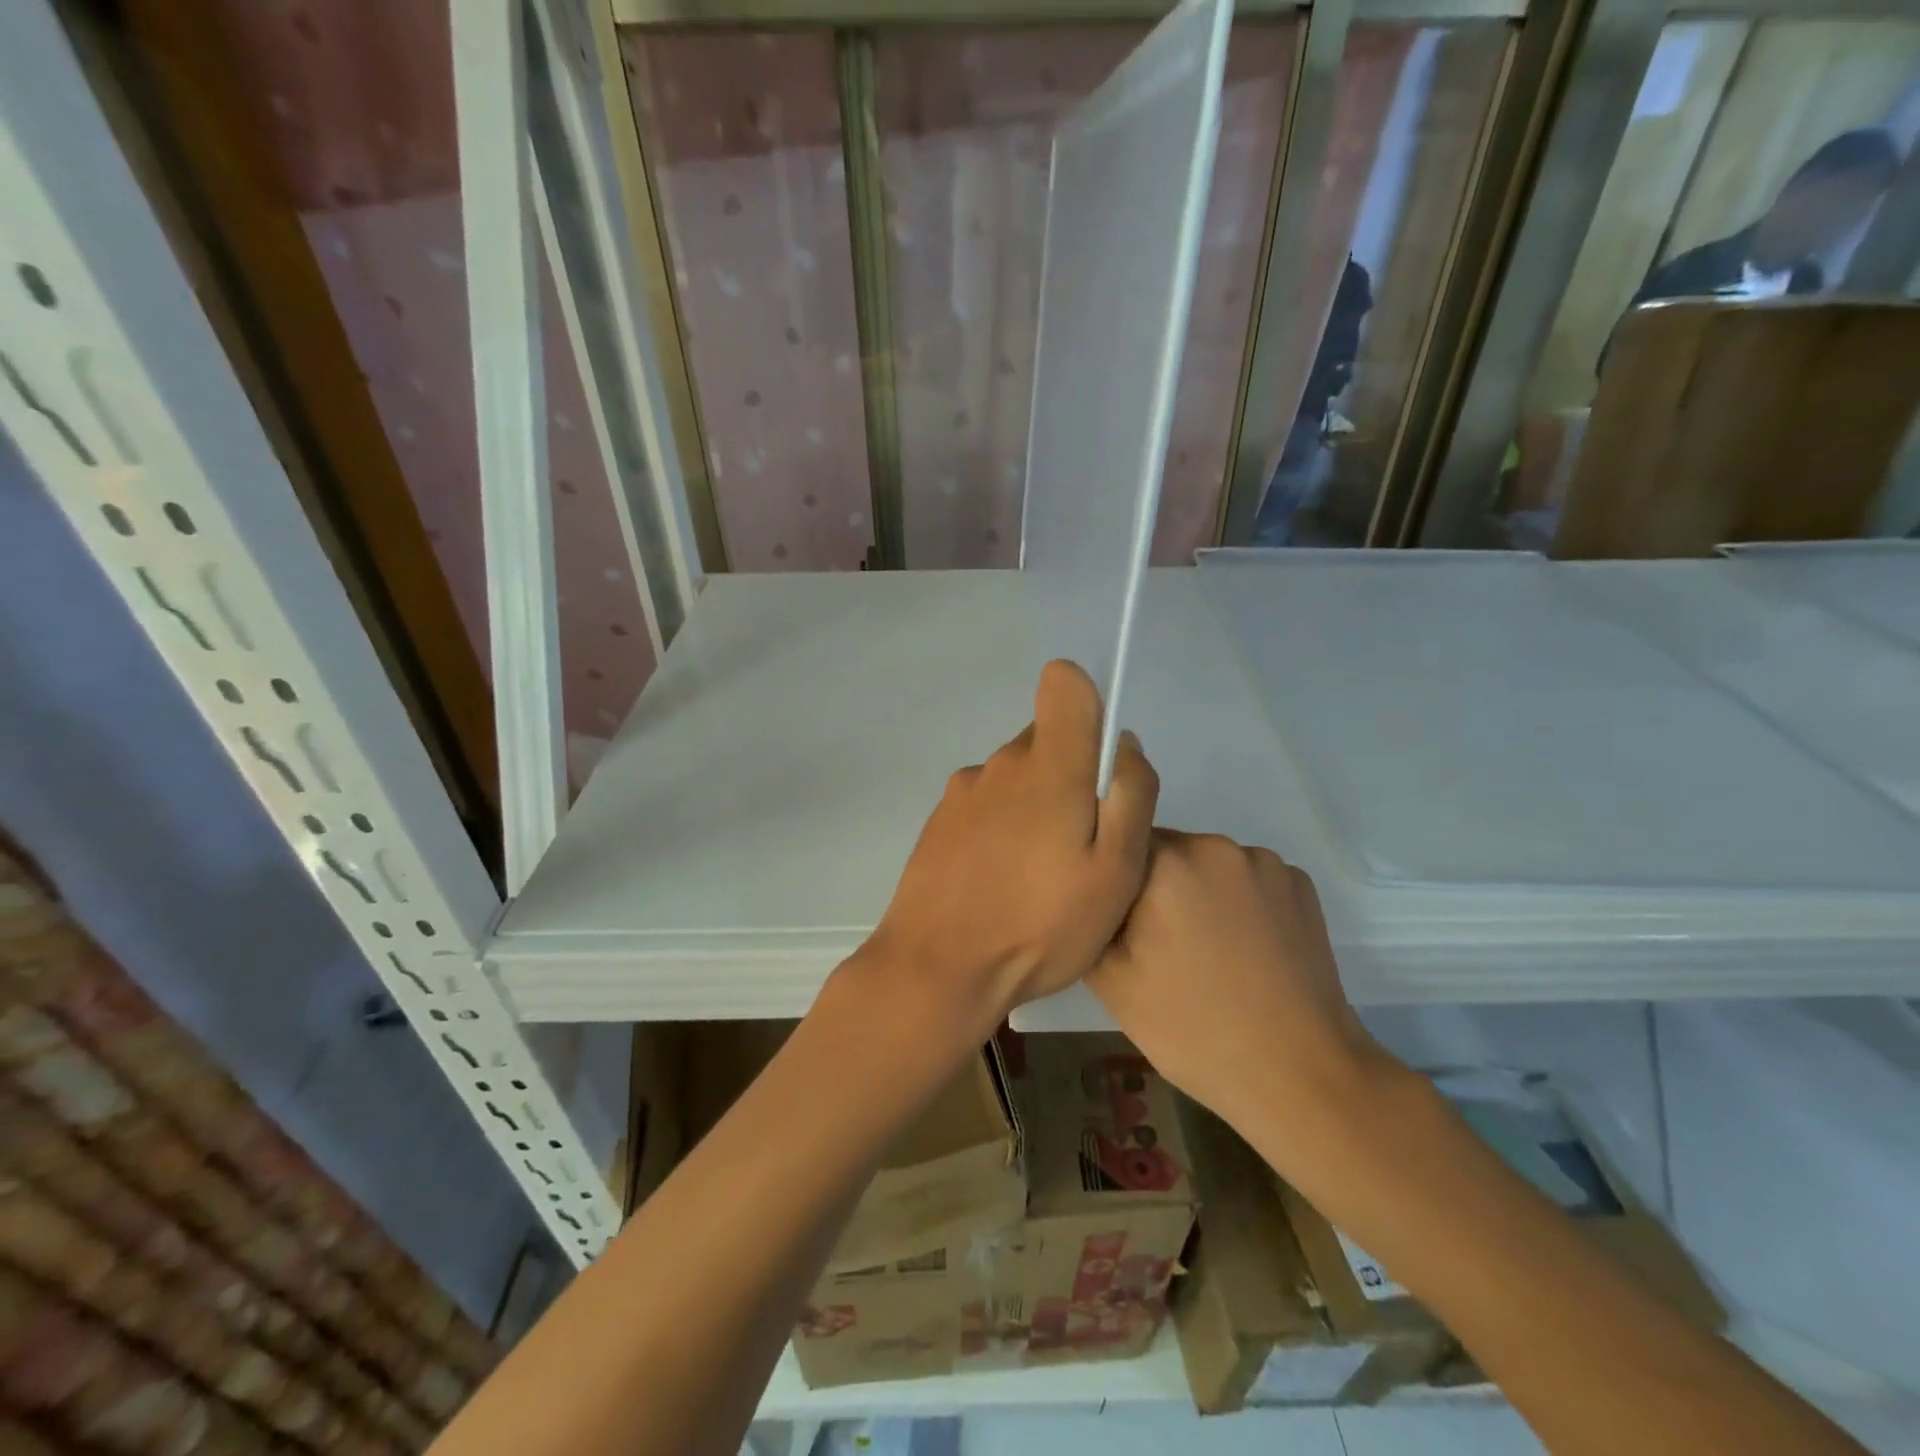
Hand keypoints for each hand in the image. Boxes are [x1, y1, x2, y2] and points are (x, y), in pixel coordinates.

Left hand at [857, 660, 1158, 1030]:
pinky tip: (1000, 883)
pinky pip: (986, 804)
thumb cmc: (1040, 924)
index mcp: (1048, 764)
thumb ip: (1130, 796)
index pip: (1063, 682)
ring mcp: (963, 790)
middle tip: (1078, 848)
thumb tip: (1124, 745)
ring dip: (1035, 808)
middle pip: (1046, 739)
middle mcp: (1000, 763)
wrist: (936, 967)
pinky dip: (1001, 829)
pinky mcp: (939, 820)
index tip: (1097, 760)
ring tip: (1038, 876)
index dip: (1087, 704)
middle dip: (1071, 776)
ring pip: (1016, 777)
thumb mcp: (1116, 872)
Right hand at [1085, 831, 1393, 1160]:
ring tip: (1205, 954)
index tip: (1118, 926)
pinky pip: (1250, 881)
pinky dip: (1240, 904)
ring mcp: (1267, 864)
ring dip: (1198, 894)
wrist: (1300, 1075)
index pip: (1119, 845)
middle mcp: (1218, 845)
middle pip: (1166, 852)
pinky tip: (1245, 952)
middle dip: (1155, 888)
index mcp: (1168, 861)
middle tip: (1157, 946)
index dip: (1113, 883)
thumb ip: (1090, 919)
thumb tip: (1090, 892)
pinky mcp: (1301, 886)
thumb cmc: (1193, 1029)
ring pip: (1209, 866)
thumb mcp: (1111, 981)